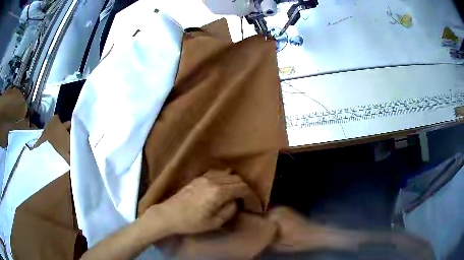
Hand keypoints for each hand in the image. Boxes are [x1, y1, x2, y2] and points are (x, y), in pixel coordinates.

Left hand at [143, 169, 253, 235]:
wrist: (168, 215)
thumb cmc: (192, 222)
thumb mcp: (215, 222)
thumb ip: (230, 210)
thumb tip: (236, 202)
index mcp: (218, 192)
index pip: (242, 188)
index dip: (252, 196)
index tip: (256, 204)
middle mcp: (213, 180)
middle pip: (237, 178)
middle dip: (245, 188)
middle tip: (247, 200)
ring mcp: (204, 177)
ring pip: (227, 173)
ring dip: (236, 182)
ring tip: (237, 193)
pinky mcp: (198, 177)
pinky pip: (217, 173)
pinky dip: (225, 178)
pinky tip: (224, 187)